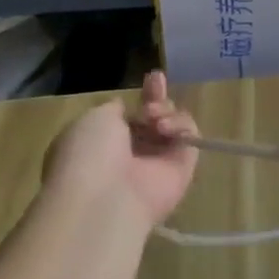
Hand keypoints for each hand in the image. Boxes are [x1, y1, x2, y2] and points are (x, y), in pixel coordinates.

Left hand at [43, 71, 198, 228]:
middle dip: (157, 99)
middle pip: (154, 117)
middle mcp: (132, 154)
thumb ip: (114, 109)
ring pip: (173, 123)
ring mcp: (157, 163)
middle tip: (157, 84)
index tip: (153, 78)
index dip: (141, 97)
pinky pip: (189, 138)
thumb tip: (124, 108)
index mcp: (103, 144)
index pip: (129, 116)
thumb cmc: (88, 156)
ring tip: (154, 117)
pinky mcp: (182, 169)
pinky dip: (181, 126)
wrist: (104, 200)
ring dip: (166, 110)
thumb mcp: (93, 119)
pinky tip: (165, 129)